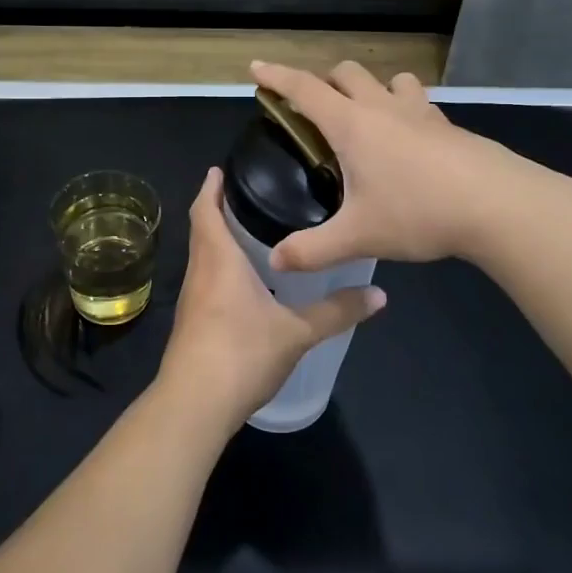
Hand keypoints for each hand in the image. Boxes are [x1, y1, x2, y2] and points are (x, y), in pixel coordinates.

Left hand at [158, 167, 384, 427]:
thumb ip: (337, 311)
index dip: (211, 188)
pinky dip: (219, 267)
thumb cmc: (242, 353)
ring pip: (202, 256)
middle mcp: (199, 272)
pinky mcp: (192, 322)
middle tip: (249, 193)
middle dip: (218, 209)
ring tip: (250, 229)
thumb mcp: (297, 332)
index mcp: (218, 260)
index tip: (220, 168)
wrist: (194, 404)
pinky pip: (205, 280)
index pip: (206, 210)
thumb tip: (379, 294)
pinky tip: (244, 280)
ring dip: (218, 239)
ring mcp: (191, 299)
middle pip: (202, 230)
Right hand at [250, 60, 553, 272]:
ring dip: (370, 88)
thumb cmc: (419, 212)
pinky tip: (408, 140)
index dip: (276, 76)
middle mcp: (383, 108)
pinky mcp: (449, 126)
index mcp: (352, 125)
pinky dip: (403, 108)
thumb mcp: (358, 236)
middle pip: (346, 73)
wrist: (500, 206)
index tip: (256, 67)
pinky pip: (418, 102)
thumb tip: (275, 260)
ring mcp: (421, 112)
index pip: (304, 89)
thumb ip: (312, 249)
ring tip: (365, 117)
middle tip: (313, 110)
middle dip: (323, 81)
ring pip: (389, 80)